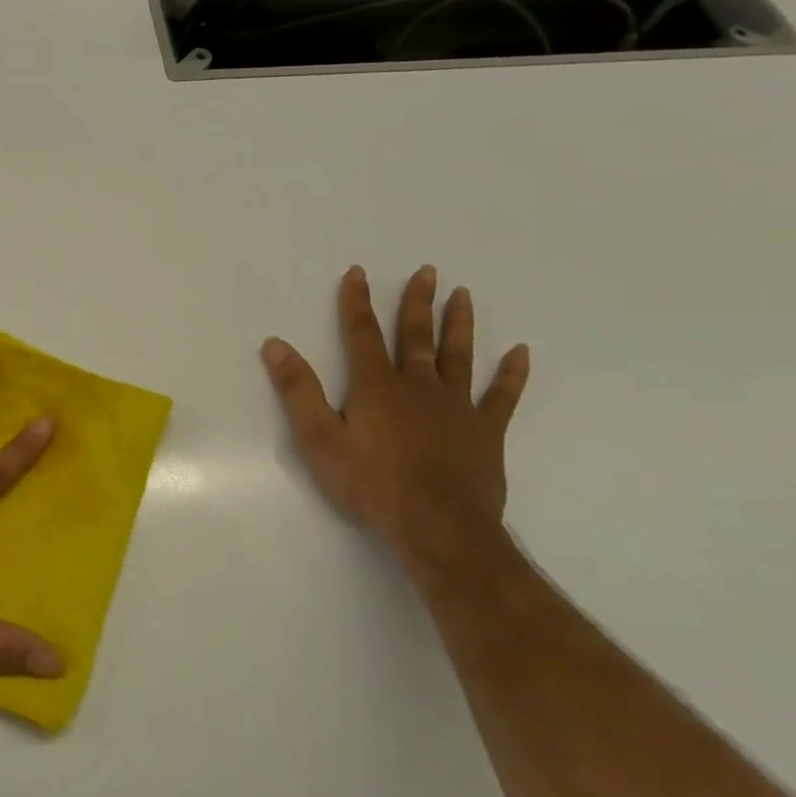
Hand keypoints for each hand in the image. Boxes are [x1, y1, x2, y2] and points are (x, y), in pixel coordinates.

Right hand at [260, 265, 529, 562]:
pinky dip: (511, 374)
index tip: (358, 272)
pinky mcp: (486, 431)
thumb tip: (275, 344)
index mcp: (376, 386)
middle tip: (427, 271)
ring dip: (459, 324)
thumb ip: (298, 390)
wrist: (438, 526)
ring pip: (458, 356)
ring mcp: (457, 407)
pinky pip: (502, 396)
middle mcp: (418, 386)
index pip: (361, 333)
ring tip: (463, 295)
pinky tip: (520, 353)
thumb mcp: (319, 438)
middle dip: (416, 302)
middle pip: (416, 336)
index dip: (357, 302)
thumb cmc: (371, 483)